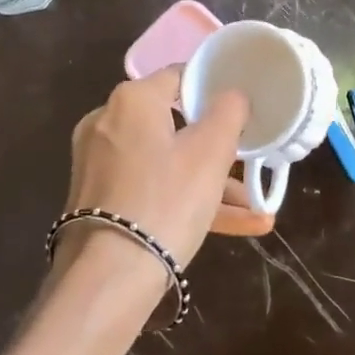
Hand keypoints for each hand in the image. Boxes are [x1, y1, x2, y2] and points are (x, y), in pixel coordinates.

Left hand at [60, 67, 271, 279]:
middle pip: (175, 125)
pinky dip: (184, 200)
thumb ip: (228, 113)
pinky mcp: (98, 198)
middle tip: (250, 165)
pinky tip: (233, 227)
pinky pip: (151, 188)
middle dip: (219, 149)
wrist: (108, 278)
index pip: (181, 77)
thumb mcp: (210, 153)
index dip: (215, 90)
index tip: (243, 112)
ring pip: (166, 162)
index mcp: (132, 99)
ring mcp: (99, 162)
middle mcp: (107, 122)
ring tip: (256, 211)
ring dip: (210, 183)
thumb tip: (232, 93)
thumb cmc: (166, 201)